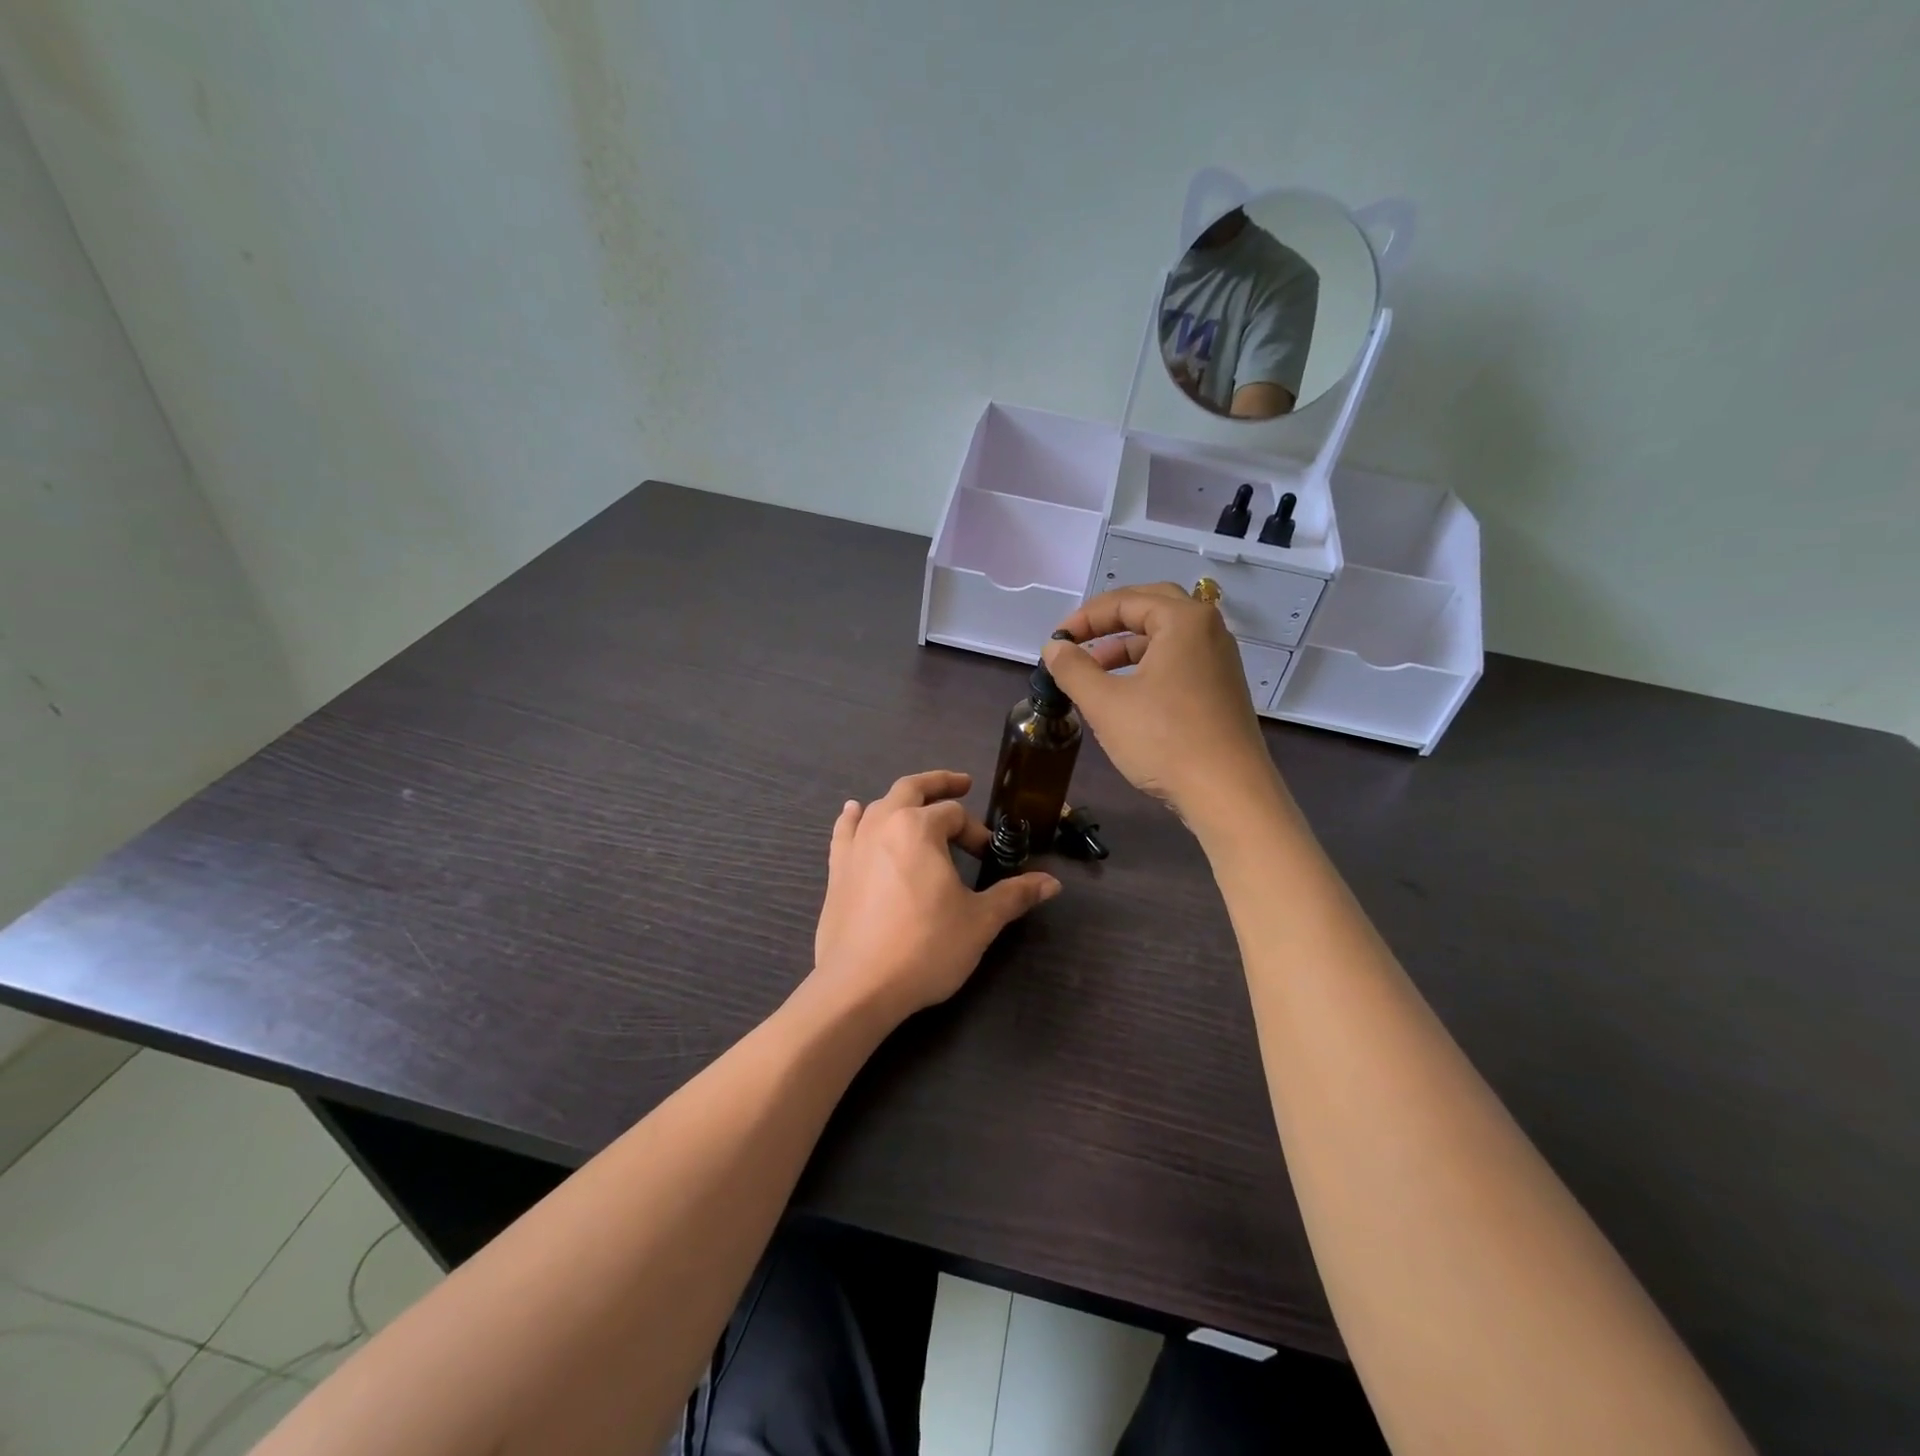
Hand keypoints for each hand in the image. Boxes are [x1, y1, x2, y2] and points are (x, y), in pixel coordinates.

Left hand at [809, 771, 1060, 1024]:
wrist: (859, 986)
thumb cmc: (926, 946)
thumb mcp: (979, 921)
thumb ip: (1014, 895)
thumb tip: (1052, 883)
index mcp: (919, 828)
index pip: (955, 814)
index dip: (976, 831)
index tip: (988, 857)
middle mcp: (883, 825)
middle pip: (912, 789)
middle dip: (940, 784)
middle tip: (962, 784)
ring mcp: (855, 846)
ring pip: (879, 806)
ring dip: (902, 800)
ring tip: (917, 804)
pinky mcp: (837, 870)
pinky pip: (844, 830)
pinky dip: (853, 817)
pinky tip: (854, 811)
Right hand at [1043, 585, 1279, 831]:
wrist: (1228, 793)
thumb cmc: (1164, 740)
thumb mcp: (1105, 703)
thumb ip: (1073, 669)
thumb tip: (1054, 649)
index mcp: (1183, 621)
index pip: (1125, 600)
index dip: (1084, 618)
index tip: (1055, 642)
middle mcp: (1208, 631)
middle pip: (1151, 608)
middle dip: (1109, 623)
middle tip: (1078, 642)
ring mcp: (1219, 661)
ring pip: (1166, 638)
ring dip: (1127, 647)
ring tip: (1094, 672)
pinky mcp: (1221, 690)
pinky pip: (1179, 662)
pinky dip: (1148, 667)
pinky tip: (1125, 695)